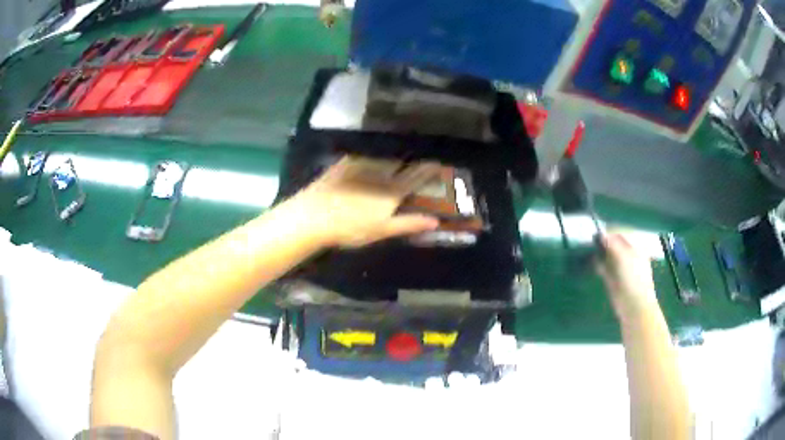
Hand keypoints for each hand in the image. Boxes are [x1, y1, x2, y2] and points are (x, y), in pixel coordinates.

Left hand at [288, 156, 440, 247]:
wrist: (313, 216)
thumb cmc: (350, 228)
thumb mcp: (382, 230)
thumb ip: (409, 223)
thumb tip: (435, 220)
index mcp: (392, 190)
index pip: (416, 176)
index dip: (429, 169)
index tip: (438, 163)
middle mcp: (380, 173)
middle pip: (401, 162)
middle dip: (411, 160)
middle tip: (416, 159)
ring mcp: (361, 165)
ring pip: (383, 156)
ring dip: (392, 155)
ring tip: (396, 155)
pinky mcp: (344, 163)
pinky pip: (363, 155)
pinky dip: (371, 154)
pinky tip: (369, 155)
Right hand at [596, 232, 659, 319]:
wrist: (635, 307)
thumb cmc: (633, 279)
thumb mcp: (624, 257)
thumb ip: (612, 244)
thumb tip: (600, 234)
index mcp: (635, 246)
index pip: (621, 232)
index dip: (610, 231)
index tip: (597, 232)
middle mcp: (628, 254)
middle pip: (614, 243)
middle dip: (603, 241)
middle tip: (591, 240)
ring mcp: (621, 267)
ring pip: (608, 255)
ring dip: (599, 252)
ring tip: (589, 249)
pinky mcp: (613, 279)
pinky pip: (603, 267)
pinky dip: (597, 264)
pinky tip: (592, 262)